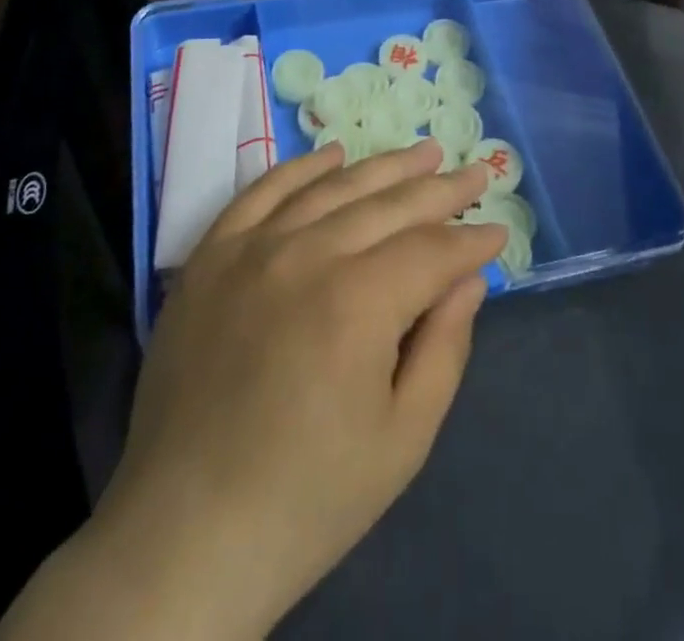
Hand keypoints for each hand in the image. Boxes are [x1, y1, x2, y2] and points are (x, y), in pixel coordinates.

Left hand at [88, 140, 504, 637]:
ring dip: (383, 166)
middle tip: (474, 171)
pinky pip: (263, 191)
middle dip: (440, 188)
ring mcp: (252, 247)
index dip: (470, 241)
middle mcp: (306, 254)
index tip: (498, 230)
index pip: (431, 250)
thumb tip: (468, 278)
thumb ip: (444, 345)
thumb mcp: (403, 437)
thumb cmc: (308, 496)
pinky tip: (333, 155)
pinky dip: (303, 167)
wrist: (185, 532)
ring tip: (423, 151)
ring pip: (333, 186)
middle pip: (388, 205)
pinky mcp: (211, 254)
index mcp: (358, 302)